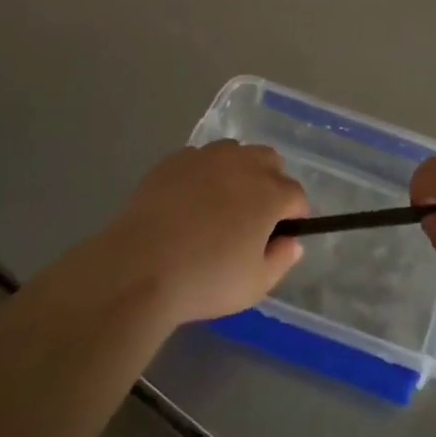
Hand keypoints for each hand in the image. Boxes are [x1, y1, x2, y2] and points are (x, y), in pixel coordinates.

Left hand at [98, 141, 309, 324]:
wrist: (139, 268)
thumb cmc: (205, 280)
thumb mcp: (255, 285)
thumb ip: (281, 260)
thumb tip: (292, 242)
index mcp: (269, 193)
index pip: (296, 194)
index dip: (294, 215)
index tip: (280, 235)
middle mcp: (242, 164)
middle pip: (270, 160)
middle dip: (271, 182)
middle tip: (254, 216)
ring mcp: (206, 157)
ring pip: (235, 152)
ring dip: (238, 171)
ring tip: (221, 203)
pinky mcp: (174, 160)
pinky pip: (200, 158)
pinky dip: (203, 173)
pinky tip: (188, 200)